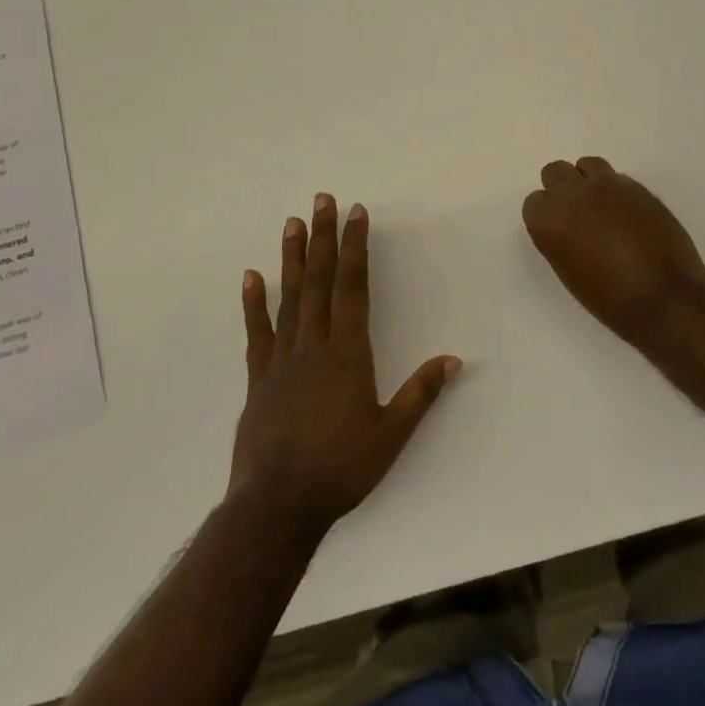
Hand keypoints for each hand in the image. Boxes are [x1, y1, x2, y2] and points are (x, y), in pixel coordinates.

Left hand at [229, 193, 460, 543]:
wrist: (278, 505)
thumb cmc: (341, 469)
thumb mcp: (391, 435)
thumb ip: (421, 393)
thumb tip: (452, 359)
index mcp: (348, 353)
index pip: (353, 287)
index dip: (356, 248)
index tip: (355, 214)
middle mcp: (314, 346)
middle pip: (320, 281)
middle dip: (323, 238)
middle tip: (322, 200)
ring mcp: (282, 359)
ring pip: (289, 298)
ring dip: (292, 258)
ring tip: (292, 223)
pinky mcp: (259, 378)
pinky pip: (257, 332)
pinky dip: (254, 303)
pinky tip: (252, 277)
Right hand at [522, 157, 704, 335]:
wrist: (665, 297)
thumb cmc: (610, 299)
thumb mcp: (569, 272)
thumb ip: (560, 240)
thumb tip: (568, 228)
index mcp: (550, 221)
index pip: (534, 202)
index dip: (546, 215)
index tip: (558, 230)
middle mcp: (574, 195)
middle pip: (555, 171)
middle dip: (562, 188)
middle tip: (577, 213)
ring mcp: (608, 186)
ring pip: (587, 164)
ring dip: (589, 181)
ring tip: (603, 206)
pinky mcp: (638, 187)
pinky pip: (617, 178)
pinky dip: (617, 191)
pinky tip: (628, 214)